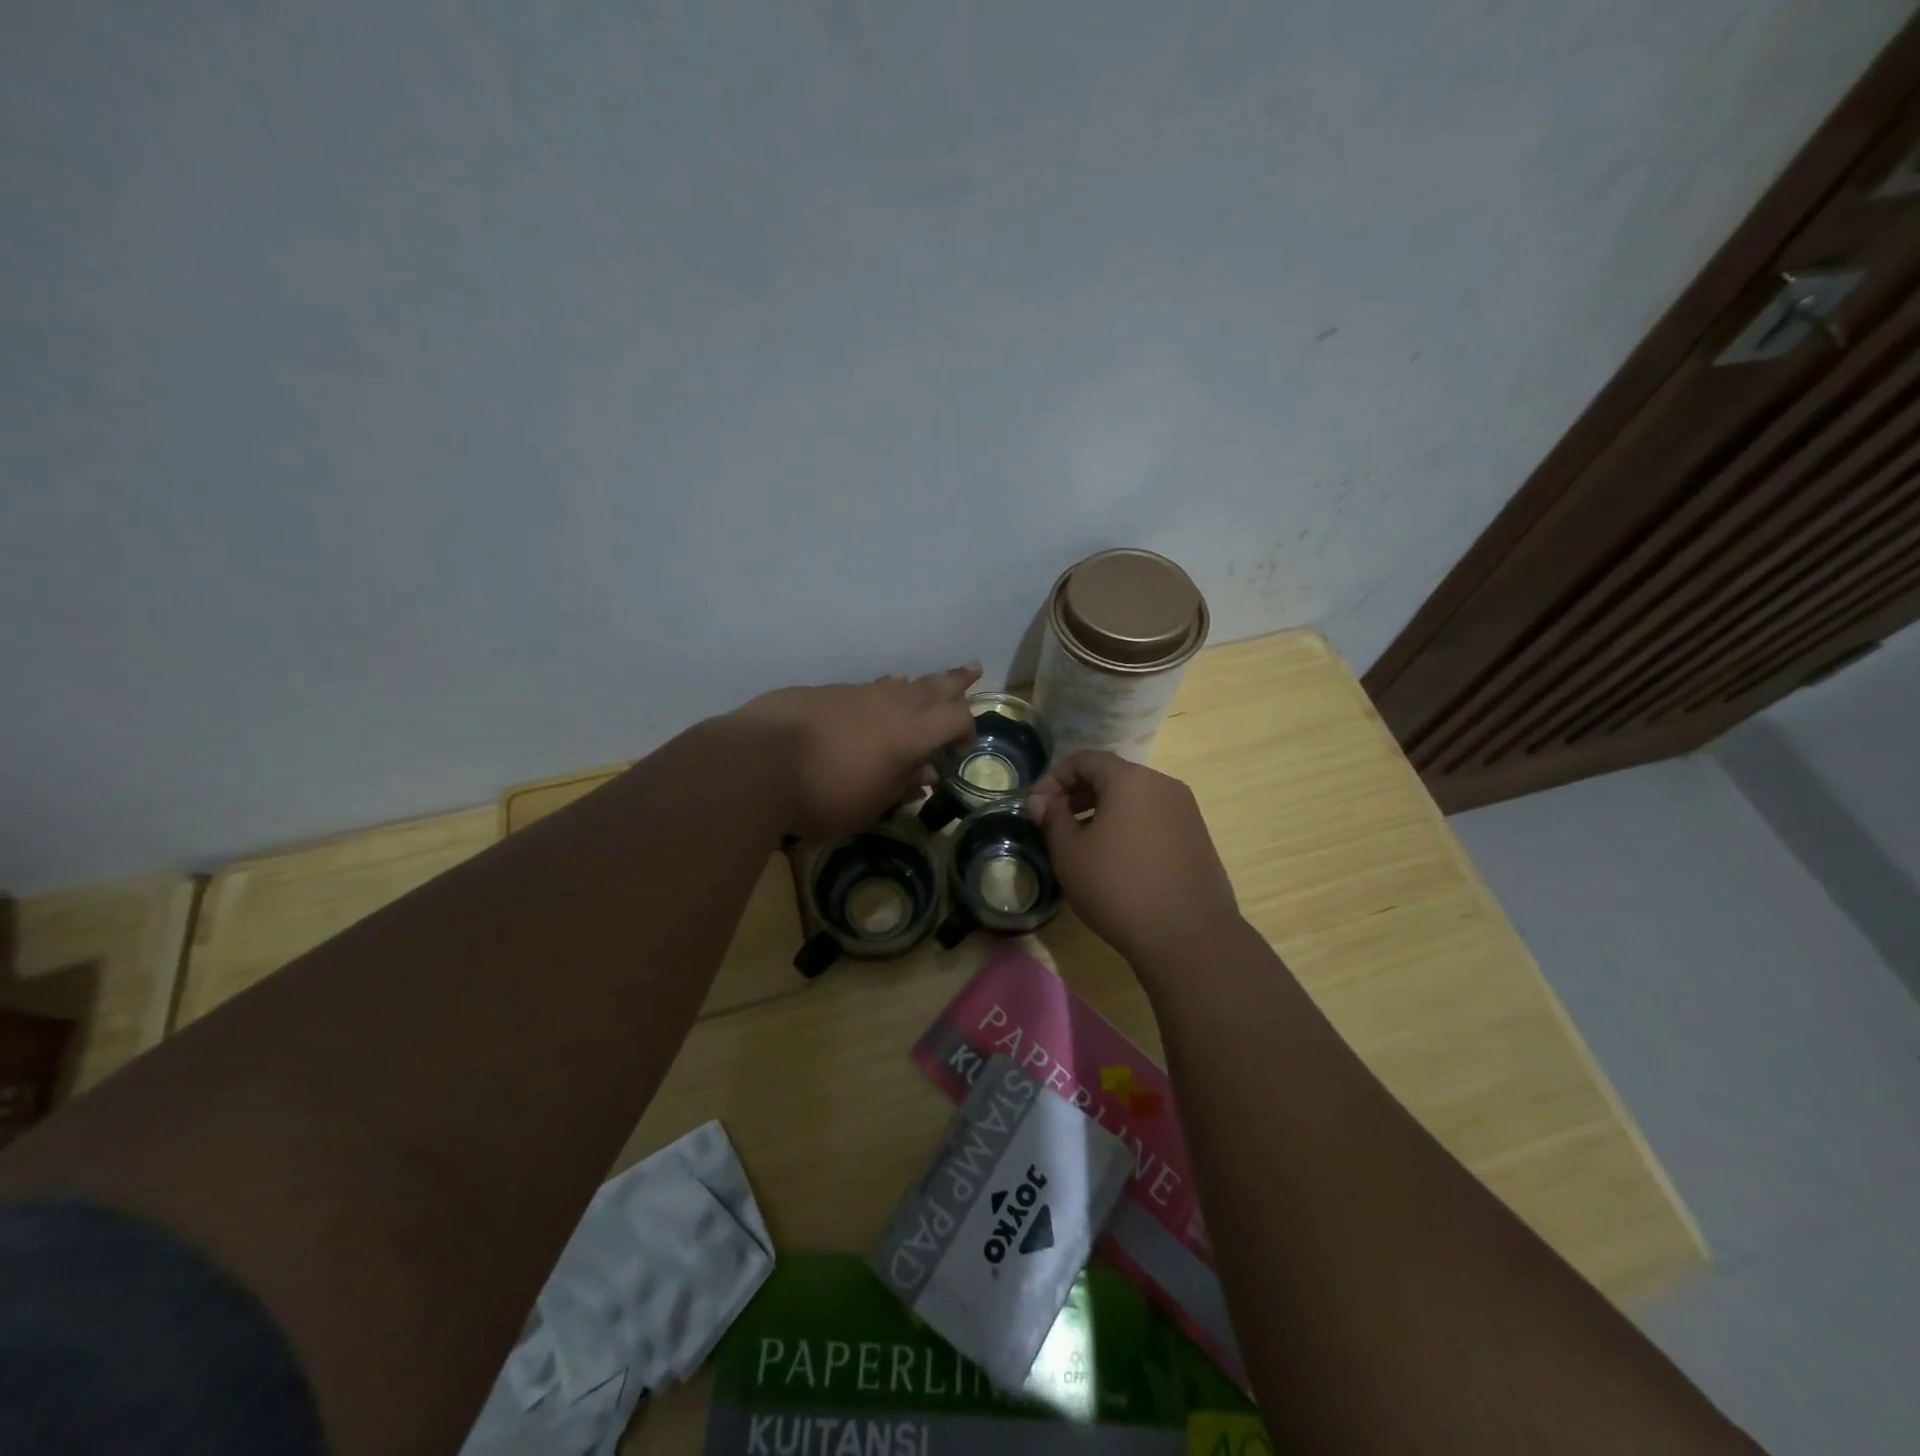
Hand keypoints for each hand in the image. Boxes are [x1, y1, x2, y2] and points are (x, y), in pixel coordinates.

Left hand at [733, 663, 981, 839]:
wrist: (755, 764)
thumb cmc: (823, 795)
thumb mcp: (870, 804)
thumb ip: (902, 785)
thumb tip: (926, 774)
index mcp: (909, 734)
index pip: (953, 719)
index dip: (966, 727)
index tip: (962, 745)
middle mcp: (887, 705)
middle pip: (930, 686)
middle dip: (954, 680)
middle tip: (973, 668)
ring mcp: (852, 693)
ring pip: (892, 684)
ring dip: (911, 685)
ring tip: (917, 683)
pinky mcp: (820, 693)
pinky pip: (860, 689)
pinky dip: (873, 693)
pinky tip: (865, 702)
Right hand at [1026, 751, 1241, 967]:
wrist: (1188, 936)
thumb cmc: (1118, 888)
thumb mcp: (1071, 854)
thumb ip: (1052, 819)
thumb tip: (1040, 800)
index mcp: (1130, 779)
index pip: (1085, 760)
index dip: (1054, 778)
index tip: (1035, 804)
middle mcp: (1163, 784)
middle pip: (1113, 775)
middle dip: (1078, 793)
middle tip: (1055, 821)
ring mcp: (1186, 811)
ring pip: (1135, 798)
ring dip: (1104, 810)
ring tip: (1083, 842)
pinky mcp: (1198, 837)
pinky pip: (1155, 818)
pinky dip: (1130, 826)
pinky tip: (1117, 859)